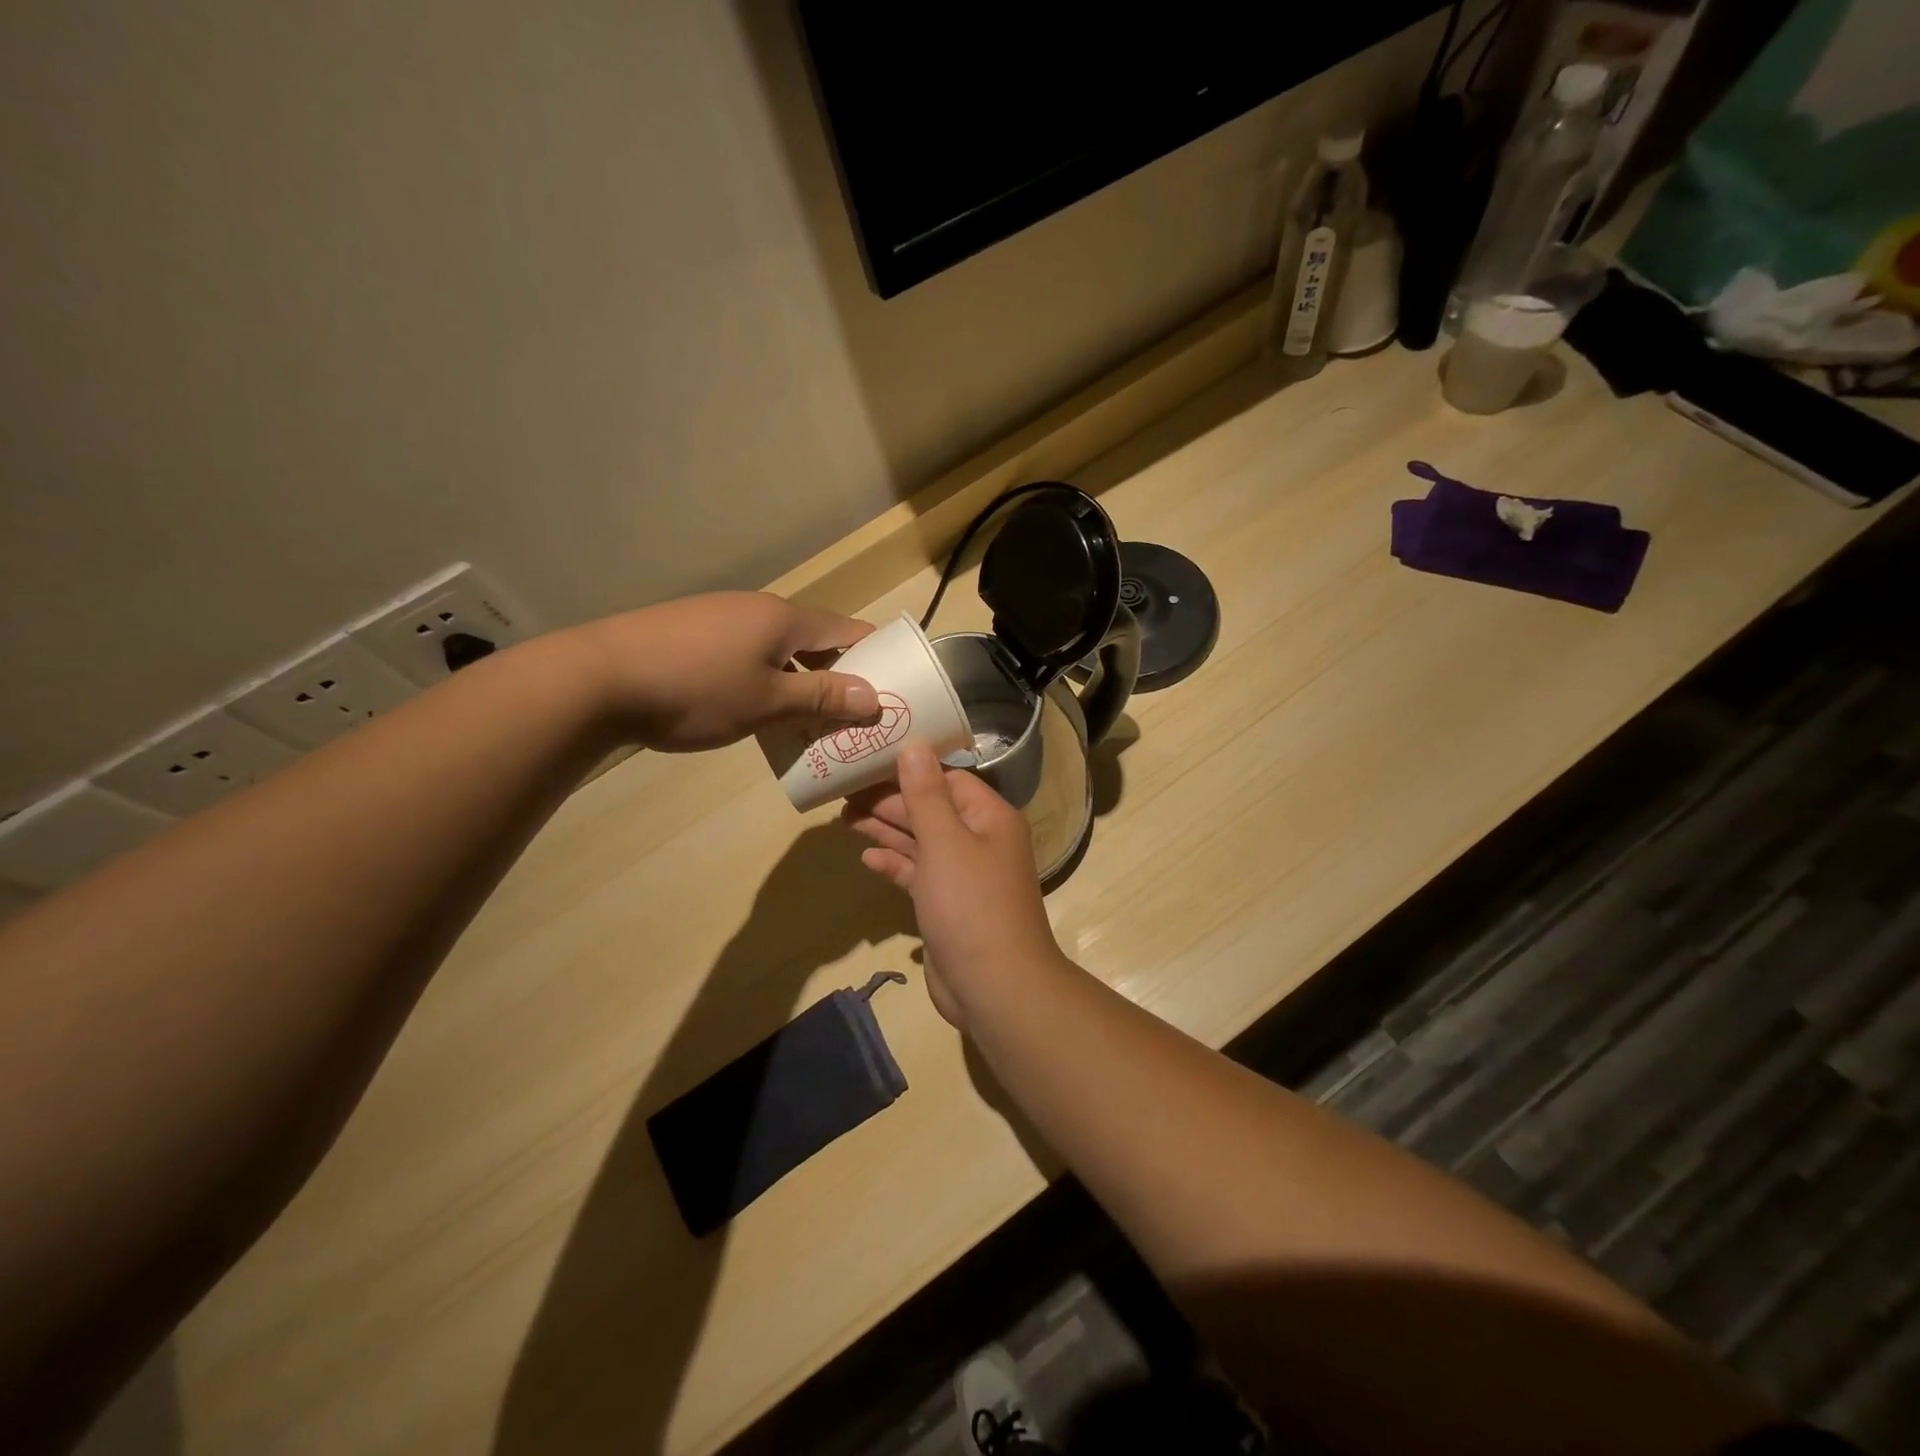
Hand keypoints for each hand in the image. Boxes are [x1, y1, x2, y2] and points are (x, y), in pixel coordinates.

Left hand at [570, 592, 876, 751]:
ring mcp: (720, 617)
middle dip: (837, 675)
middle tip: (852, 716)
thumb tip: (875, 697)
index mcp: (784, 618)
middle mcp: (756, 609)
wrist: (595, 679)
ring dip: (799, 680)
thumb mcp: (767, 702)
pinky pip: (747, 654)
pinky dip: (765, 679)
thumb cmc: (695, 690)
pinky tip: (754, 709)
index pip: (848, 630)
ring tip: (807, 721)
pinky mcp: (690, 633)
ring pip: (778, 649)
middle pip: (814, 639)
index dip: (875, 656)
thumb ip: (822, 697)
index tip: (893, 688)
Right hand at [843, 742, 1068, 1026]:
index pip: (947, 779)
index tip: (868, 762)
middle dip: (890, 802)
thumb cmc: (971, 904)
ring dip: (886, 830)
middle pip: (931, 809)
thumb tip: (914, 744)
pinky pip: (918, 875)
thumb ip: (925, 794)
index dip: (909, 769)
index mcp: (989, 818)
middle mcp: (980, 841)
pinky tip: (867, 858)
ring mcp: (964, 876)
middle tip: (844, 792)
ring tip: (844, 817)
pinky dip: (895, 864)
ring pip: (921, 842)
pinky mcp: (947, 906)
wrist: (995, 987)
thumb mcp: (945, 841)